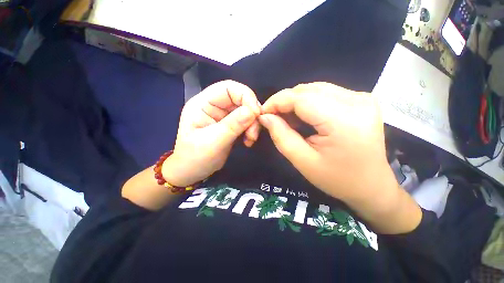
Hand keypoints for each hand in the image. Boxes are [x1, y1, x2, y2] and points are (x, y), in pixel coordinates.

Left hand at [162, 80, 260, 186]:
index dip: (245, 96)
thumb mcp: (212, 142)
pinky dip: (251, 129)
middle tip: (253, 132)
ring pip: (246, 110)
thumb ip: (232, 126)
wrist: (192, 172)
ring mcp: (223, 115)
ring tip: (250, 139)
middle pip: (240, 98)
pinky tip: (248, 141)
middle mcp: (214, 105)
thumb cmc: (195, 158)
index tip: (255, 114)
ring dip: (253, 123)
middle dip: (251, 114)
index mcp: (202, 103)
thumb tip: (252, 111)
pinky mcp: (230, 124)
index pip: (227, 87)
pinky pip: (246, 121)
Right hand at [260, 82, 420, 232]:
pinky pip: (326, 93)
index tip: (263, 113)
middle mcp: (357, 102)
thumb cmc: (337, 179)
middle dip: (284, 101)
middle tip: (273, 117)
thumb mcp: (302, 161)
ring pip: (315, 89)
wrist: (371, 186)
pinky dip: (308, 102)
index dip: (277, 102)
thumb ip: (281, 136)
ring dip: (295, 101)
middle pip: (308, 90)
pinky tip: (303, 116)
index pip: (301, 98)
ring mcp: (362, 98)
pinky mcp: (361, 100)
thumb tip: (265, 117)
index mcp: (343, 121)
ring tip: (286, 118)